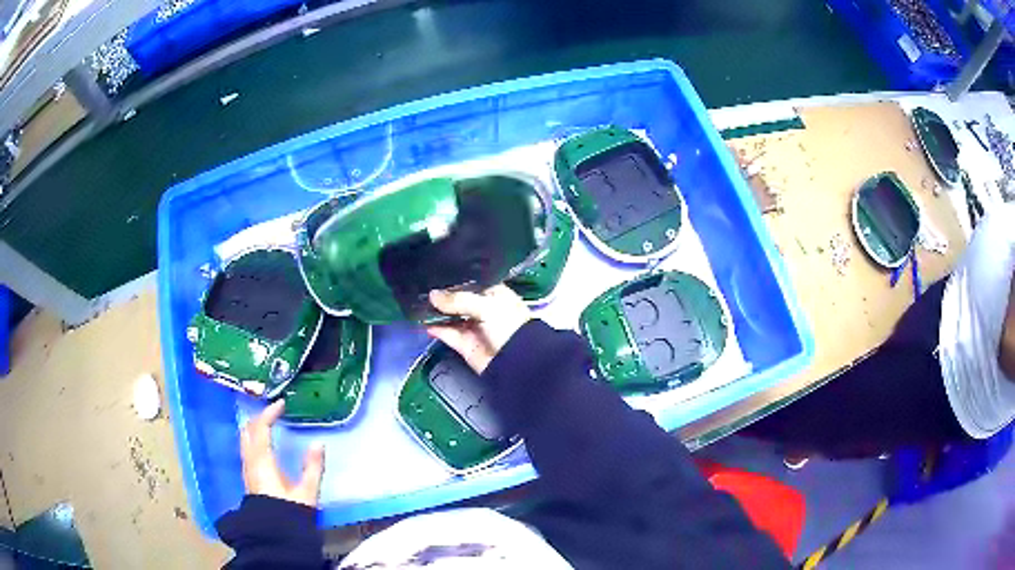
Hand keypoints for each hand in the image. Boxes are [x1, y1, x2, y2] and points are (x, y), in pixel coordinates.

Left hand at [239, 400, 324, 506]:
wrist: (273, 534)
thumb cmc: (289, 511)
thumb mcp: (306, 491)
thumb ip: (312, 467)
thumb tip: (318, 443)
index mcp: (263, 460)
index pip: (261, 427)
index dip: (269, 413)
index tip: (281, 404)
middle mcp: (250, 461)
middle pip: (248, 430)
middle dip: (259, 417)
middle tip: (273, 412)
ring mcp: (247, 469)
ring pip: (245, 439)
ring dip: (254, 428)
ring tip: (267, 424)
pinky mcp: (248, 477)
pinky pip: (247, 449)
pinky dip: (253, 439)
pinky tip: (263, 445)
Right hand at [426, 285, 531, 373]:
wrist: (517, 361)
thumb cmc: (509, 324)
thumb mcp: (486, 306)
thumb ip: (458, 300)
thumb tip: (432, 295)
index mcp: (493, 294)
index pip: (470, 282)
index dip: (454, 279)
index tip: (434, 273)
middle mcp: (482, 308)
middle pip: (457, 299)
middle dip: (441, 296)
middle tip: (420, 287)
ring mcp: (473, 326)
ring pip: (450, 316)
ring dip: (435, 312)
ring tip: (417, 303)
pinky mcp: (464, 343)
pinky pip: (447, 333)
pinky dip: (436, 328)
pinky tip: (423, 321)